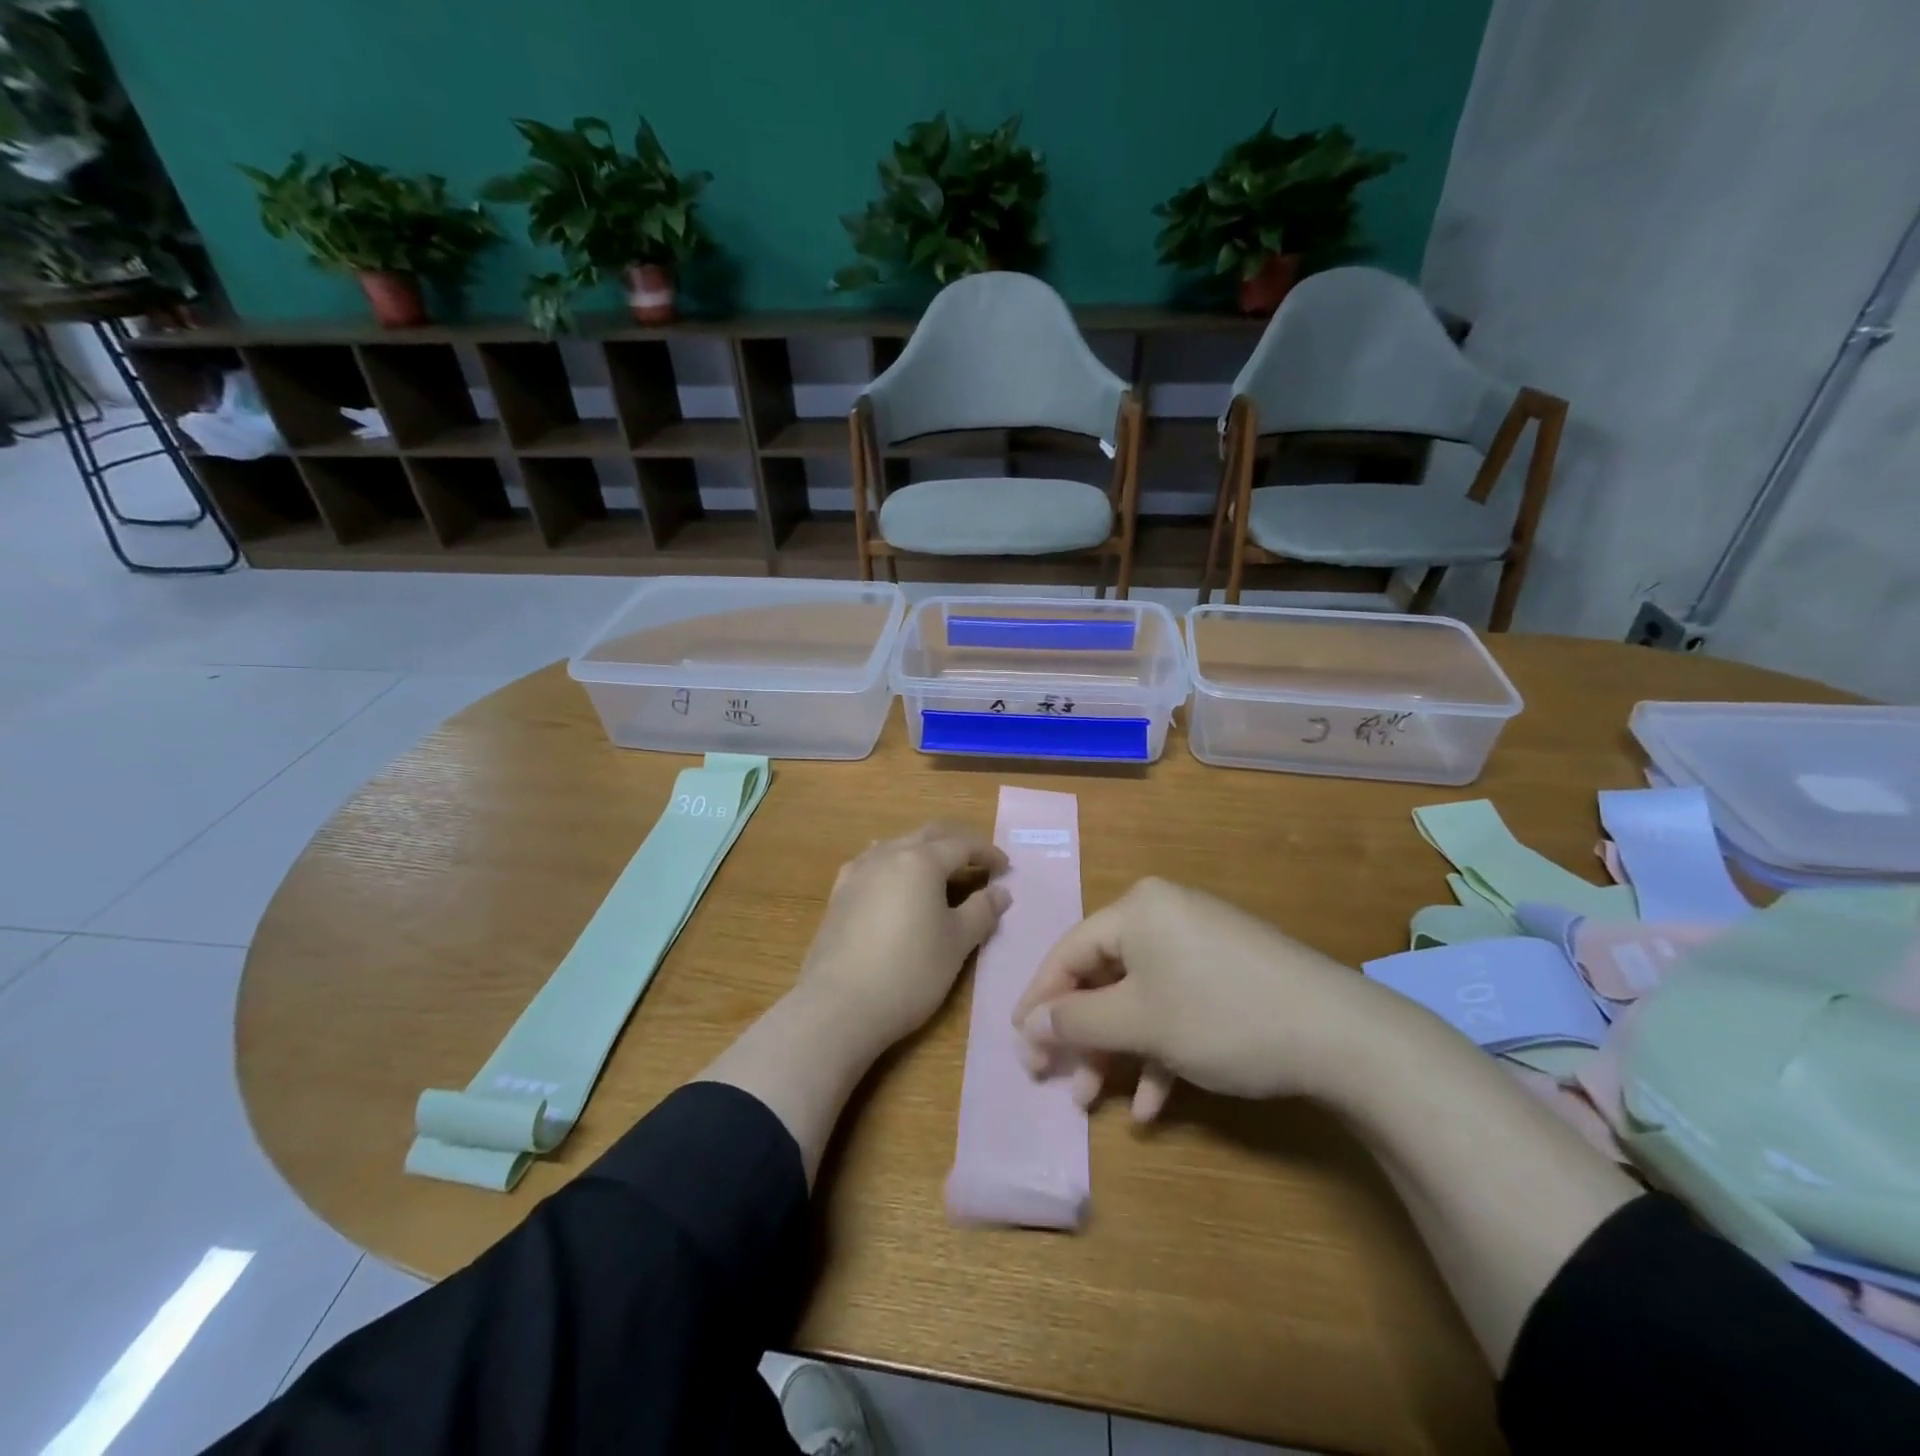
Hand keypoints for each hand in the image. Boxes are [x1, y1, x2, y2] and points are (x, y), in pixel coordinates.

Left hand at [797, 823, 1010, 1051]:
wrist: (839, 1005)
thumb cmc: (909, 971)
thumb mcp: (957, 943)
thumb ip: (982, 911)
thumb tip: (1001, 891)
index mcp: (921, 861)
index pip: (961, 845)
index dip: (986, 853)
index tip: (1005, 868)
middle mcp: (887, 855)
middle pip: (927, 836)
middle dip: (955, 843)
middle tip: (976, 861)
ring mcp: (858, 872)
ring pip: (896, 845)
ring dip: (922, 851)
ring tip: (937, 872)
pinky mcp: (838, 894)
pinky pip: (871, 864)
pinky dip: (892, 866)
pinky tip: (892, 882)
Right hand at [1012, 877, 1377, 1120]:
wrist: (1342, 1035)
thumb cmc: (1221, 1016)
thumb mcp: (1139, 1022)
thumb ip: (1076, 1021)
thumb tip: (1028, 1024)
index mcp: (1137, 909)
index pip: (1069, 951)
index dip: (1040, 999)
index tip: (1018, 1043)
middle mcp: (1164, 916)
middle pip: (1104, 977)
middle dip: (1082, 1035)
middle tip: (1056, 1081)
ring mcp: (1200, 945)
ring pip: (1140, 999)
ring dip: (1117, 1052)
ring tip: (1096, 1103)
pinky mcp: (1228, 974)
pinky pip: (1178, 1006)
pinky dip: (1161, 1051)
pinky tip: (1154, 1105)